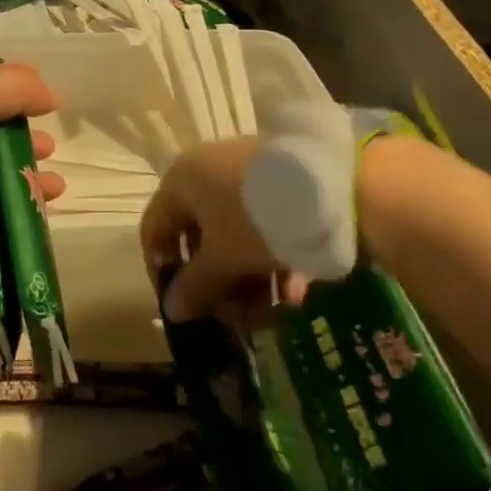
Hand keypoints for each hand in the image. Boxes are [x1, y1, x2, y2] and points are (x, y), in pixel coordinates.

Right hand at [139, 139, 309, 329]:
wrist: (335, 186)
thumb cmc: (256, 219)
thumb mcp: (223, 259)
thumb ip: (194, 286)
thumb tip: (170, 310)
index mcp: (181, 181)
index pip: (155, 230)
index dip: (163, 271)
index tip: (184, 306)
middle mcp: (207, 171)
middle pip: (199, 236)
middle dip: (215, 284)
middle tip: (234, 319)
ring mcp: (245, 175)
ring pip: (234, 235)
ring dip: (247, 280)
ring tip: (271, 315)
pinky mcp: (279, 183)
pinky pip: (262, 225)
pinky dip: (271, 259)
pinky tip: (295, 293)